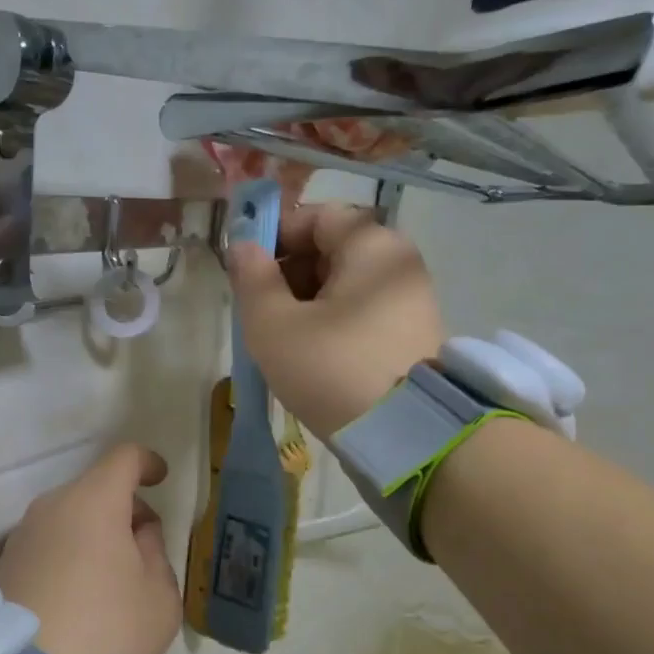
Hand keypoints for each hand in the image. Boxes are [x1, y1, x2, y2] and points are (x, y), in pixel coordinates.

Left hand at [0, 444, 181, 653]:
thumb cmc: (105, 630)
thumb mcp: (159, 598)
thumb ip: (156, 553)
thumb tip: (138, 533)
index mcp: (94, 501)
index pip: (124, 458)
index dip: (147, 463)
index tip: (160, 478)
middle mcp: (52, 506)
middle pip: (96, 489)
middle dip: (125, 509)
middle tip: (146, 551)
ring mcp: (23, 534)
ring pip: (70, 517)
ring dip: (96, 534)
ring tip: (113, 582)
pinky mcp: (5, 563)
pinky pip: (49, 543)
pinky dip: (70, 554)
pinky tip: (80, 598)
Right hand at [228, 203, 445, 436]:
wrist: (403, 437)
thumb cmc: (330, 368)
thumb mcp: (273, 324)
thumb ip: (252, 278)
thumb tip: (242, 245)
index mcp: (372, 246)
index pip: (318, 216)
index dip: (275, 233)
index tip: (245, 266)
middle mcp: (398, 263)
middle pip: (333, 248)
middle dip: (287, 271)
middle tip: (257, 307)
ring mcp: (410, 300)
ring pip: (344, 283)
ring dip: (305, 299)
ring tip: (278, 335)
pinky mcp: (410, 334)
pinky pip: (360, 310)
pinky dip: (329, 319)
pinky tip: (307, 351)